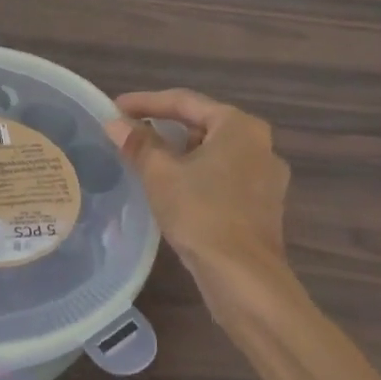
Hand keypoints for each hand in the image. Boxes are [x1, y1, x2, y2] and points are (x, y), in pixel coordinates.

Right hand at [105, 90, 289, 271]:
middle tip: (129, 134)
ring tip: (145, 160)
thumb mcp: (161, 175)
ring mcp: (265, 177)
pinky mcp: (262, 205)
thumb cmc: (201, 213)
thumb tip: (115, 124)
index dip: (145, 102)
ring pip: (213, 153)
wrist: (243, 277)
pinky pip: (222, 176)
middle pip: (202, 124)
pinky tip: (172, 188)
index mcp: (239, 126)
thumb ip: (139, 144)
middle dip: (164, 127)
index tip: (115, 108)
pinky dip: (195, 175)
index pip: (185, 101)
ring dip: (179, 153)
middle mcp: (260, 144)